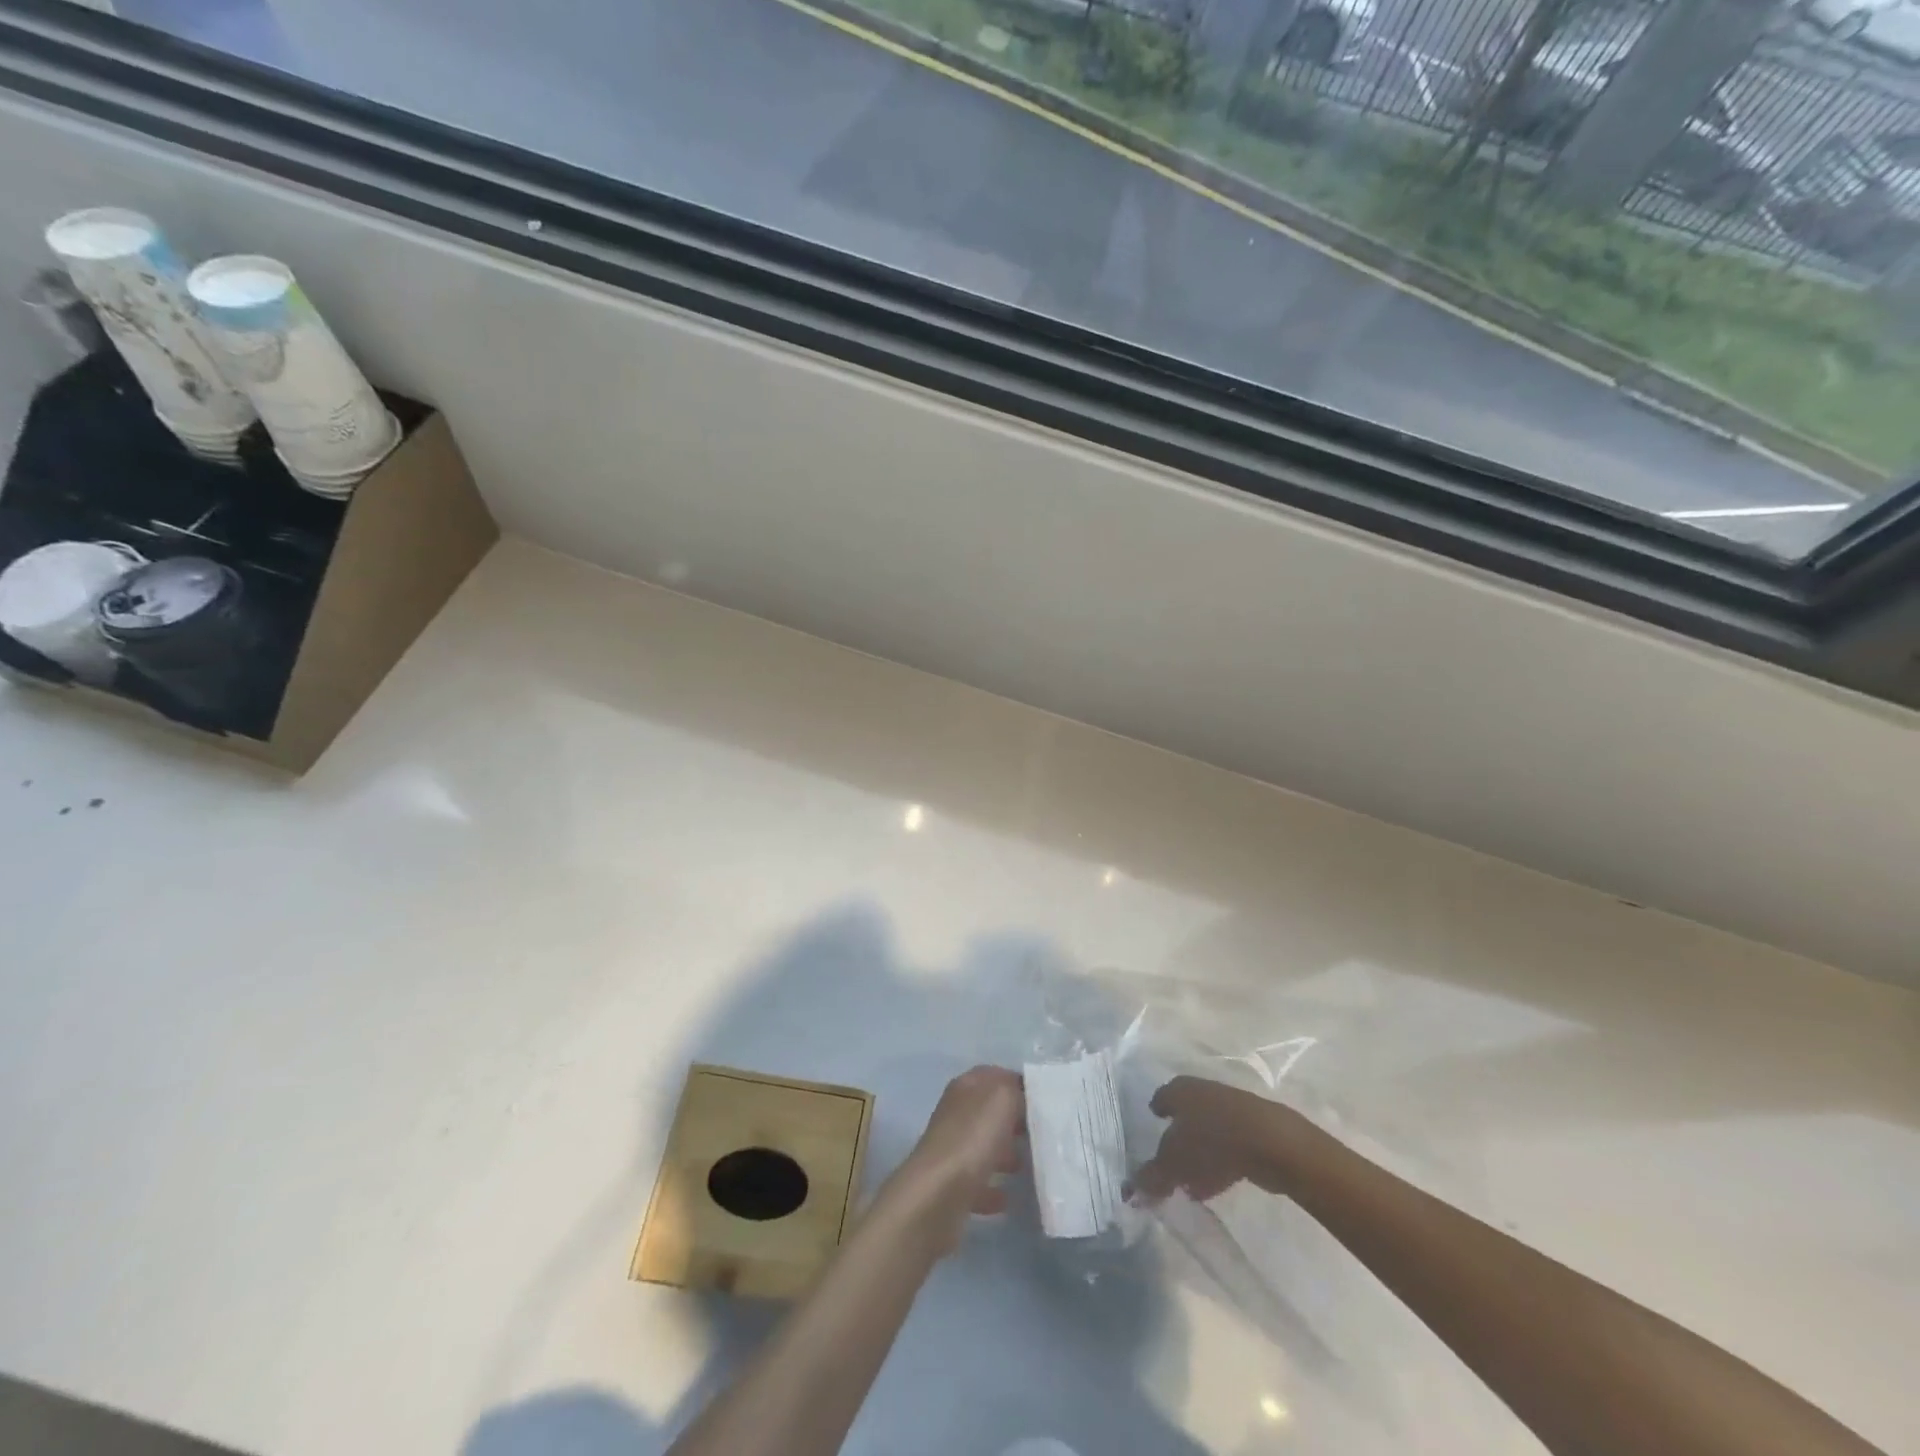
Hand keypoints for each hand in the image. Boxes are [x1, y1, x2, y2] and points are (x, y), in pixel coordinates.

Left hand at [880, 1066, 1024, 1252]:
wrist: (936, 1196)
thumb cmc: (972, 1139)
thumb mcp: (1002, 1099)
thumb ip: (1014, 1090)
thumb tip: (1021, 1095)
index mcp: (965, 1087)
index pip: (993, 1076)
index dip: (1017, 1083)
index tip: (1043, 1099)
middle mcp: (955, 1114)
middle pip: (989, 1111)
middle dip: (1013, 1120)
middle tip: (1041, 1132)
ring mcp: (951, 1150)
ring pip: (983, 1145)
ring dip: (1004, 1154)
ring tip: (1028, 1165)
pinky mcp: (950, 1186)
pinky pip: (977, 1183)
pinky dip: (992, 1189)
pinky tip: (1007, 1199)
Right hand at [1131, 1074, 1307, 1203]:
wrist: (1271, 1142)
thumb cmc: (1211, 1142)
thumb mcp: (1173, 1163)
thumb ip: (1152, 1177)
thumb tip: (1131, 1192)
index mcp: (1180, 1090)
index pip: (1162, 1097)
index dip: (1157, 1110)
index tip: (1153, 1122)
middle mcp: (1203, 1092)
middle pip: (1186, 1115)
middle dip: (1178, 1138)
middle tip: (1170, 1161)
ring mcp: (1231, 1108)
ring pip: (1208, 1131)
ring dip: (1200, 1155)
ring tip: (1192, 1183)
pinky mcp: (1255, 1129)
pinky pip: (1229, 1146)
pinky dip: (1220, 1162)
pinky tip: (1216, 1184)